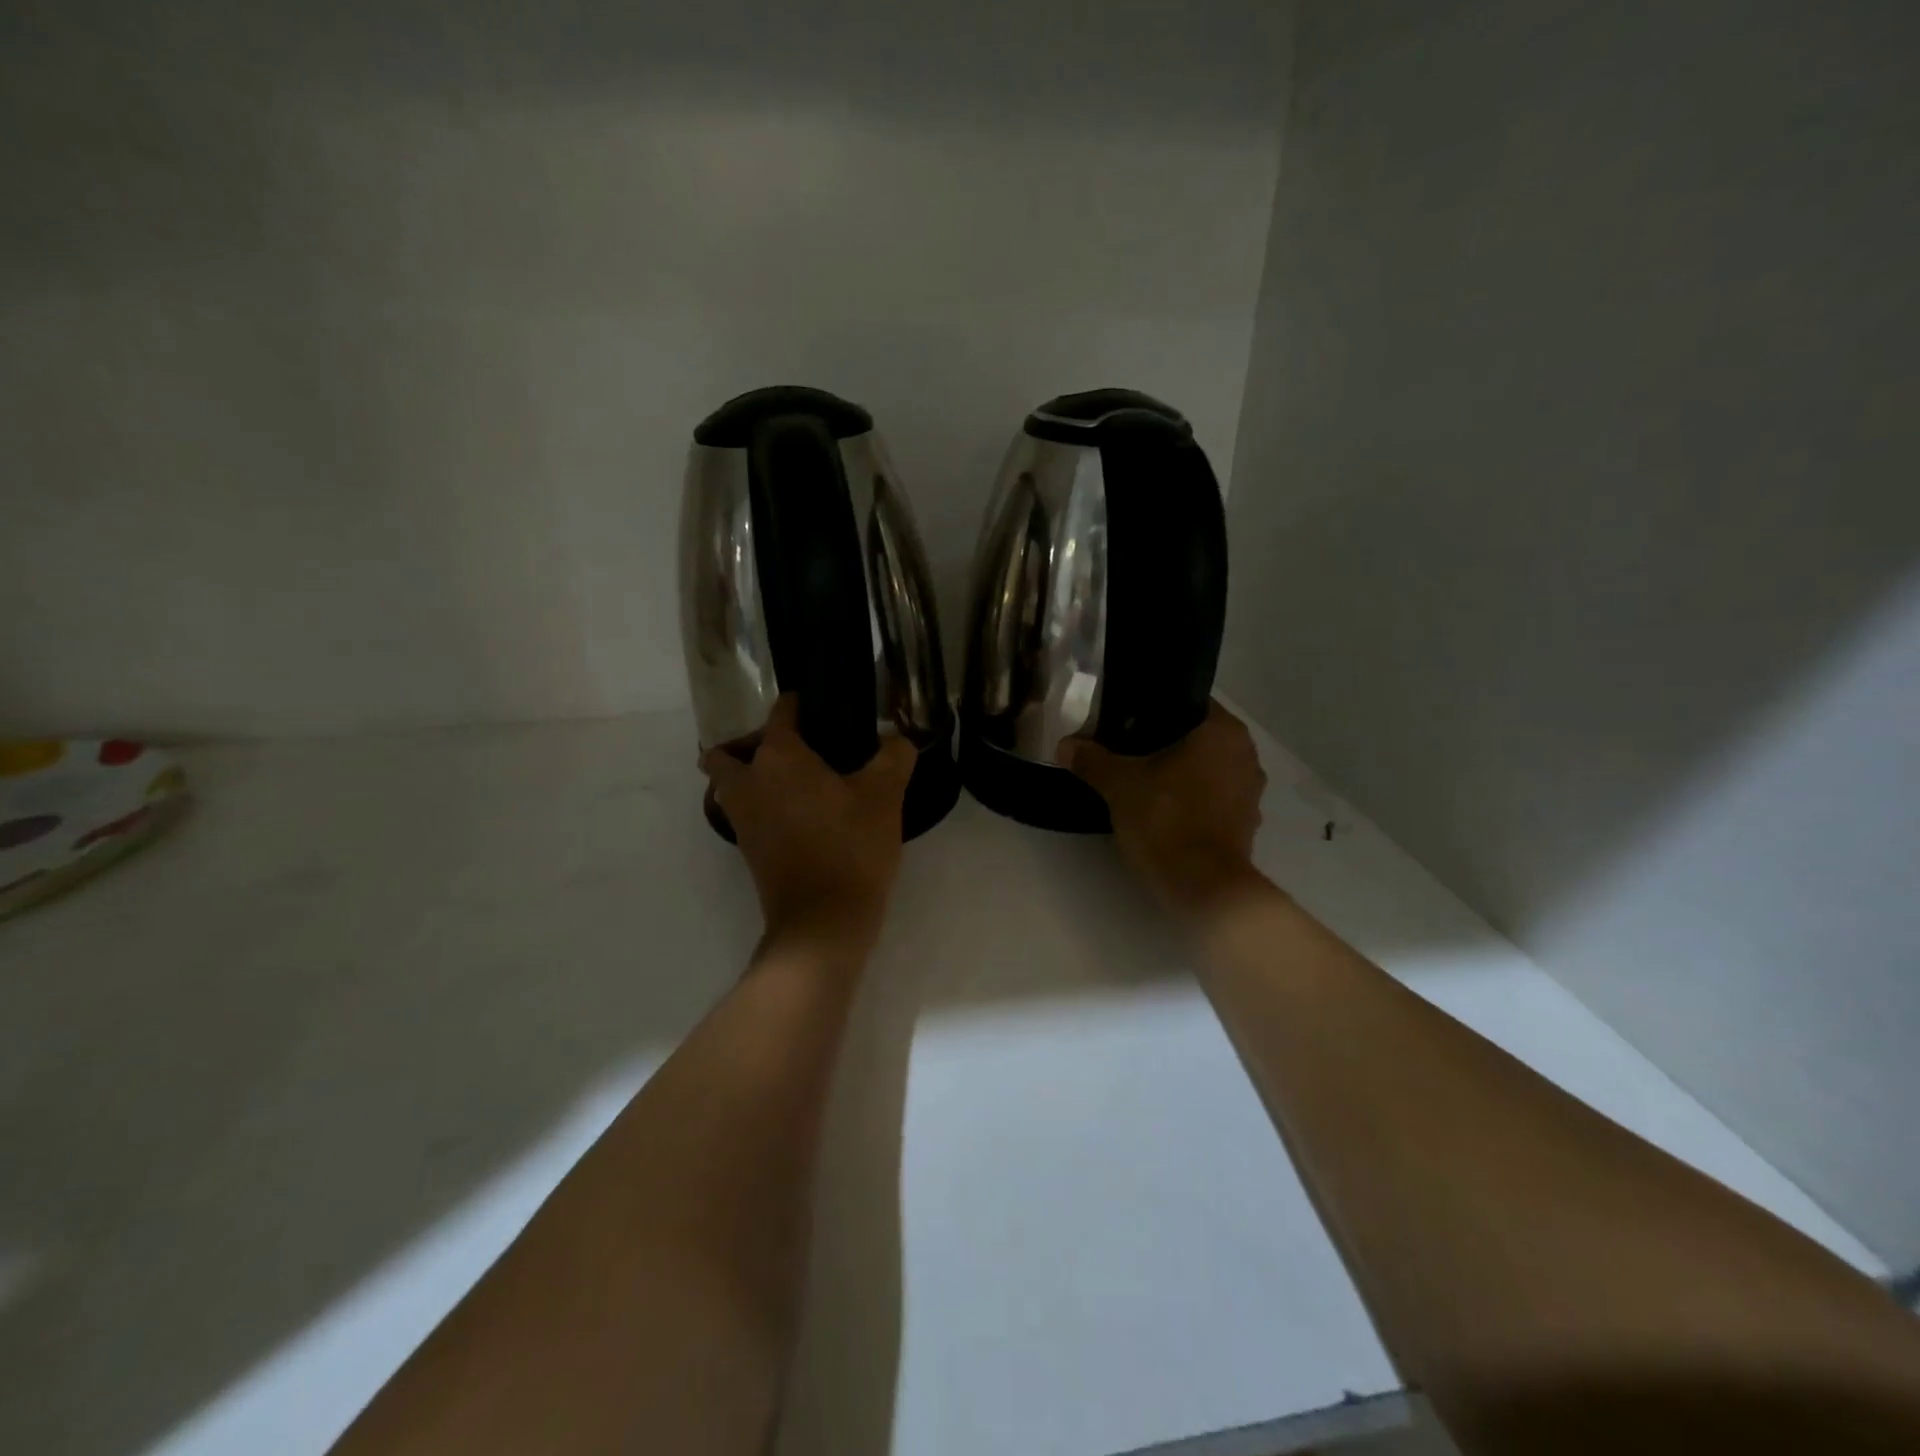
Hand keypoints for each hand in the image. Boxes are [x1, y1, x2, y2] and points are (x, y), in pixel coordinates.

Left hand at [703, 696, 917, 951]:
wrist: (823, 922)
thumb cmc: (851, 848)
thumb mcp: (885, 796)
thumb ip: (894, 757)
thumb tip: (898, 738)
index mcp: (779, 757)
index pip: (780, 713)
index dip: (799, 704)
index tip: (821, 707)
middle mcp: (749, 781)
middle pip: (728, 751)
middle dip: (752, 743)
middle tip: (797, 749)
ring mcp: (742, 818)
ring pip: (729, 784)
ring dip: (749, 774)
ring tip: (796, 779)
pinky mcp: (747, 848)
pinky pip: (743, 811)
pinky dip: (760, 803)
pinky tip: (800, 811)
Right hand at [1059, 701, 1268, 920]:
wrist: (1203, 887)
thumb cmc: (1167, 819)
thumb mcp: (1119, 785)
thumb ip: (1092, 760)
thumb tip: (1064, 745)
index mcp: (1223, 732)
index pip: (1190, 702)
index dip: (1156, 709)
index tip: (1128, 720)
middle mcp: (1246, 755)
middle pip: (1199, 737)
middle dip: (1166, 742)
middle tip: (1127, 748)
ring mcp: (1250, 792)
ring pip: (1208, 769)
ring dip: (1182, 772)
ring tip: (1142, 778)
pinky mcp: (1246, 824)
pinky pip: (1214, 798)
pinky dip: (1193, 799)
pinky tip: (1163, 809)